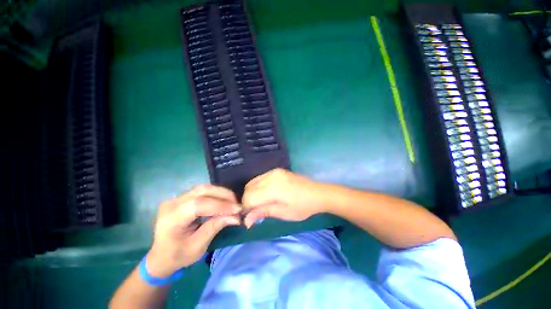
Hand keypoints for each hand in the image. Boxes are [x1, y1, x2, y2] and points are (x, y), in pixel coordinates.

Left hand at [146, 185, 241, 277]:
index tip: (237, 209)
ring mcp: (176, 198)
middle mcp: (172, 203)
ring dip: (221, 193)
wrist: (160, 257)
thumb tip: (236, 217)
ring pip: (204, 188)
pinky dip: (216, 194)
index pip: (198, 204)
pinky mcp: (182, 197)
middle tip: (237, 204)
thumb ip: (215, 227)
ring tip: (233, 202)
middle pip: (202, 191)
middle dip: (223, 195)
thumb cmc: (177, 256)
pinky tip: (224, 201)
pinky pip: (202, 191)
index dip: (220, 205)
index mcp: (171, 219)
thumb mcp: (198, 246)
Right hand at [241, 168, 326, 227]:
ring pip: (252, 182)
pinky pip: (260, 178)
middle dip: (248, 201)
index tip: (251, 217)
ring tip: (260, 203)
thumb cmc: (303, 207)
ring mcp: (273, 171)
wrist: (318, 193)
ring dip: (252, 194)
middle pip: (248, 188)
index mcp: (273, 188)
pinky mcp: (276, 170)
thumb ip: (263, 212)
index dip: (246, 208)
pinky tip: (265, 194)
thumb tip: (246, 221)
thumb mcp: (284, 213)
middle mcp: (271, 176)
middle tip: (255, 212)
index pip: (249, 197)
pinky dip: (257, 187)